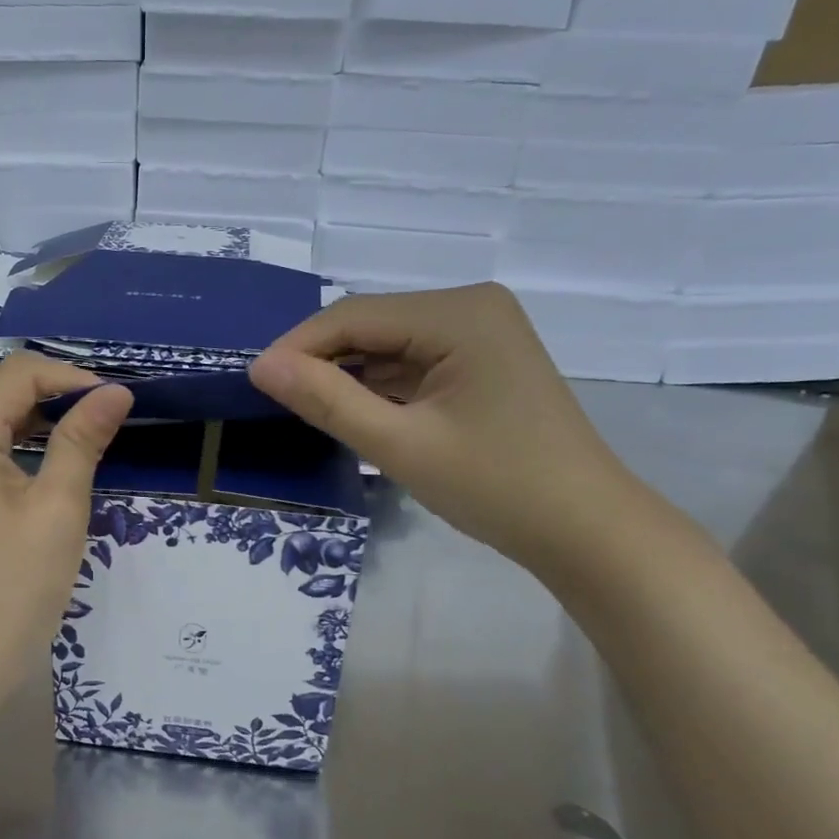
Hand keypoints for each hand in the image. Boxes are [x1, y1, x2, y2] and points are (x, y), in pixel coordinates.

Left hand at [0, 353, 132, 711]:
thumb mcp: (58, 509)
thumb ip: (83, 441)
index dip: (72, 377)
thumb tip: (116, 392)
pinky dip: (22, 454)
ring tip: (92, 446)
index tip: (117, 404)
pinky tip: (55, 474)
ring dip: (44, 427)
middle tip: (112, 424)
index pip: (19, 373)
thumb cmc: (12, 588)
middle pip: (3, 395)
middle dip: (60, 399)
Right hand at [249, 284, 645, 577]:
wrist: (585, 530)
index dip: (297, 347)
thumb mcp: (401, 445)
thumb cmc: (496, 486)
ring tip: (303, 411)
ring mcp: (479, 335)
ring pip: (388, 347)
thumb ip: (327, 401)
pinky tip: (352, 413)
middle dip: (322, 362)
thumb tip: (261, 367)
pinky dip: (379, 388)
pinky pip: (413, 365)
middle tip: (275, 404)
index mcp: (458, 313)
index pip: (354, 316)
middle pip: (371, 326)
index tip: (253, 385)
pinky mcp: (481, 363)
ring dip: (348, 377)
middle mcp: (470, 307)